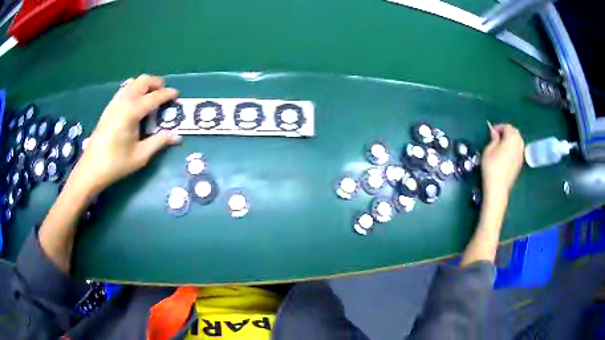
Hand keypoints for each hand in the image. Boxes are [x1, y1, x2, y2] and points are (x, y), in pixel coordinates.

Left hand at [70, 75, 180, 194]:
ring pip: (133, 82)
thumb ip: (159, 142)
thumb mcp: (141, 156)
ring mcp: (114, 102)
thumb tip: (176, 136)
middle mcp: (124, 101)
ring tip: (151, 97)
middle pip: (143, 80)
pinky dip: (135, 90)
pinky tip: (136, 104)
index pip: (155, 96)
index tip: (177, 95)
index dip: (168, 94)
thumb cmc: (116, 164)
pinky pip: (125, 90)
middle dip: (156, 83)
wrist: (91, 168)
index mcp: (132, 111)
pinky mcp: (109, 107)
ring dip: (145, 85)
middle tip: (164, 94)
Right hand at [481, 124, 524, 197]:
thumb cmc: (491, 167)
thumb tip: (495, 133)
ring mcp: (521, 154)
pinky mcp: (520, 163)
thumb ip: (493, 139)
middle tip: (497, 136)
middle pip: (515, 133)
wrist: (498, 188)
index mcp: (512, 138)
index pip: (507, 127)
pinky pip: (518, 150)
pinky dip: (513, 148)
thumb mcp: (488, 150)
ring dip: (511, 139)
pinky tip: (506, 154)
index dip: (499, 127)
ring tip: (502, 144)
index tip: (491, 132)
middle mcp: (519, 144)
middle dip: (507, 132)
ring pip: (518, 141)